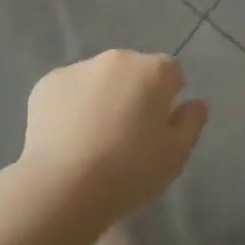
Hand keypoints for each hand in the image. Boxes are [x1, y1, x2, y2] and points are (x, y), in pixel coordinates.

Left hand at [17, 50, 207, 227]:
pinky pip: (68, 90)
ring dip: (102, 97)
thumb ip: (191, 123)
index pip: (171, 72)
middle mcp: (116, 58)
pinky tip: (67, 138)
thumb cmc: (129, 171)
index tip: (161, 126)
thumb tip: (196, 103)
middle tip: (128, 134)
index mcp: (151, 70)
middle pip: (133, 70)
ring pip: (99, 78)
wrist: (63, 186)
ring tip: (94, 139)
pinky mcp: (47, 83)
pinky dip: (71, 106)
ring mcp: (78, 67)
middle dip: (134, 93)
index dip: (170, 96)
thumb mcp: (175, 156)